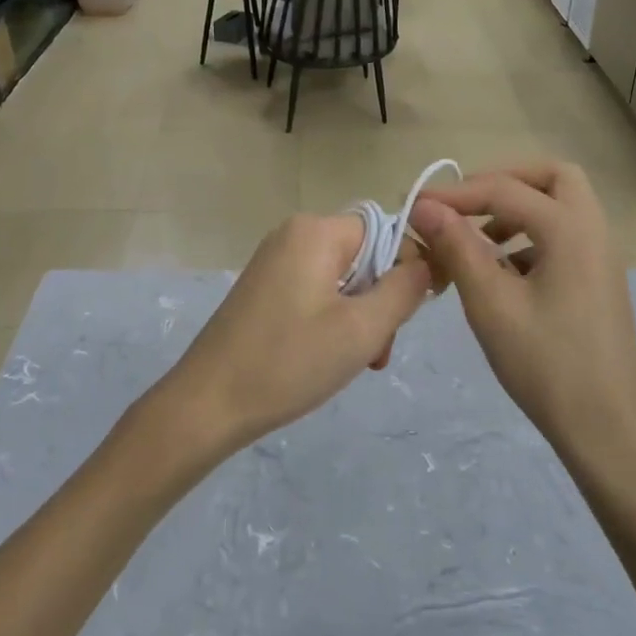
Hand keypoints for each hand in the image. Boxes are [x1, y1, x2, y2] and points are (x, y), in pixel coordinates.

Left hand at [160, 213, 431, 453]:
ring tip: (359, 362)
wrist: (207, 404)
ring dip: (361, 318)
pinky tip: (329, 356)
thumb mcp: (362, 329)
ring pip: (344, 279)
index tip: (412, 317)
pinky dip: (334, 320)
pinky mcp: (265, 287)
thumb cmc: (288, 362)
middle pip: (366, 257)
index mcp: (317, 231)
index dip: (410, 269)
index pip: (387, 232)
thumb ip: (404, 289)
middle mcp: (294, 234)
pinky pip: (318, 291)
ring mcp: (275, 260)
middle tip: (377, 351)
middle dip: (381, 302)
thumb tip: (428, 262)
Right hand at [409, 162, 635, 446]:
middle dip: (502, 182)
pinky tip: (501, 273)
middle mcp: (593, 230)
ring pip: (560, 206)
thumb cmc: (546, 364)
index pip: (504, 189)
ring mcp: (601, 257)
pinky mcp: (597, 282)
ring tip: (476, 240)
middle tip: (463, 206)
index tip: (415, 207)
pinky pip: (563, 237)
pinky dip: (530, 236)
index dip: (455, 194)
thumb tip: (425, 207)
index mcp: (571, 228)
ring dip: (516, 209)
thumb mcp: (491, 304)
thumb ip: (458, 247)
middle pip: (551, 177)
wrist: (607, 430)